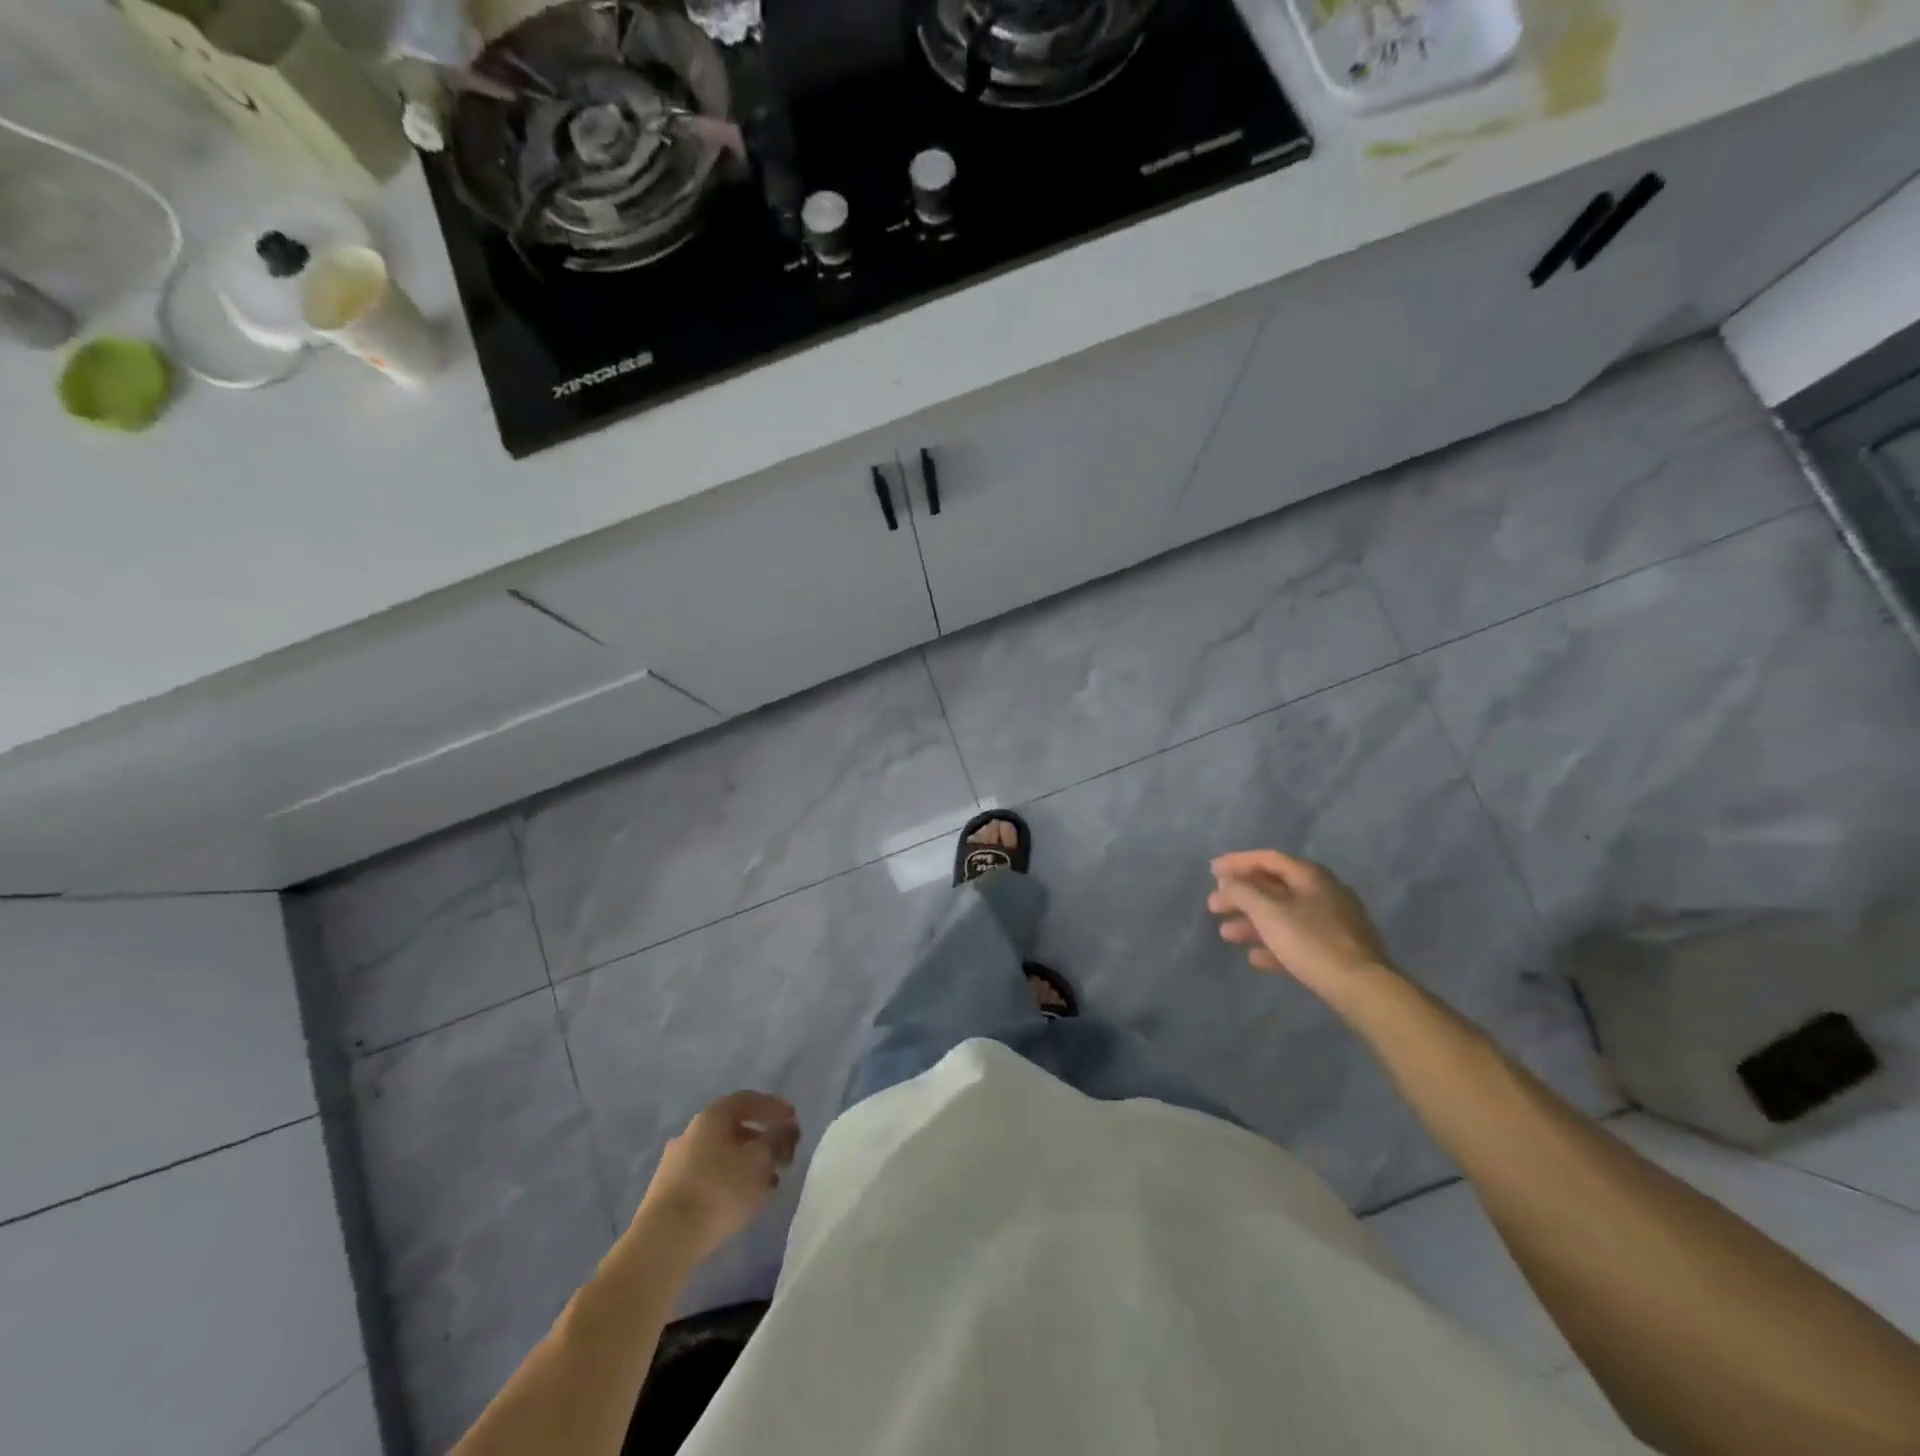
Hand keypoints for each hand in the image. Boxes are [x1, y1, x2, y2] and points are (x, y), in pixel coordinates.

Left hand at [640, 1091, 799, 1260]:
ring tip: (768, 1185)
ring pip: (721, 1155)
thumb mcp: (760, 1161)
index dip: (773, 1106)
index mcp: (711, 1117)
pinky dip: (729, 1182)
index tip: (793, 1119)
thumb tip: (789, 1126)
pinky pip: (707, 1177)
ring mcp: (675, 1164)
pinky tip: (742, 1202)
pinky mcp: (668, 1194)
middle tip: (783, 1157)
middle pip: (733, 1128)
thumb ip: (778, 1139)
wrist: (663, 1242)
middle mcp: (690, 1133)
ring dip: (747, 1165)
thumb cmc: (719, 1190)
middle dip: (762, 1140)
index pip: (747, 1099)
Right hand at [1208, 850, 1395, 1000]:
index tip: (1212, 871)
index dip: (1238, 862)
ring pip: (1283, 916)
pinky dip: (1273, 945)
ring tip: (1226, 935)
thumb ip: (1242, 892)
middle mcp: (1323, 893)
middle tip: (1213, 906)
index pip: (1268, 859)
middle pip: (1274, 888)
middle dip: (1241, 896)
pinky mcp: (1336, 952)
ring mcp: (1332, 924)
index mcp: (1311, 876)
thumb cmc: (1312, 942)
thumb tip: (1227, 882)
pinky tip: (1255, 959)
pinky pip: (1297, 941)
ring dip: (1252, 923)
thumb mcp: (1268, 912)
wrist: (1363, 989)